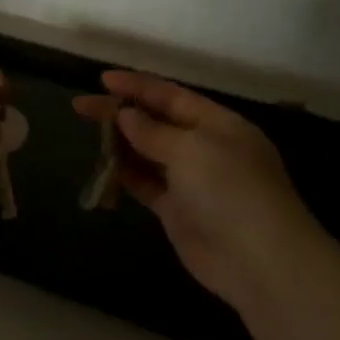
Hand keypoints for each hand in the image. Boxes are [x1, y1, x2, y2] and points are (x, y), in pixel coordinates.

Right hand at [75, 71, 332, 312]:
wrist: (258, 260)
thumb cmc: (229, 190)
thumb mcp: (191, 149)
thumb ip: (153, 131)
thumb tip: (125, 115)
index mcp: (218, 124)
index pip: (172, 96)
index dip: (137, 86)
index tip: (102, 79)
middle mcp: (205, 148)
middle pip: (157, 123)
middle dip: (121, 113)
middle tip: (81, 106)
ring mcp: (191, 181)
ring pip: (148, 154)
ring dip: (121, 143)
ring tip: (88, 134)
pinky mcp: (178, 210)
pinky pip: (146, 185)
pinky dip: (125, 175)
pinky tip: (103, 168)